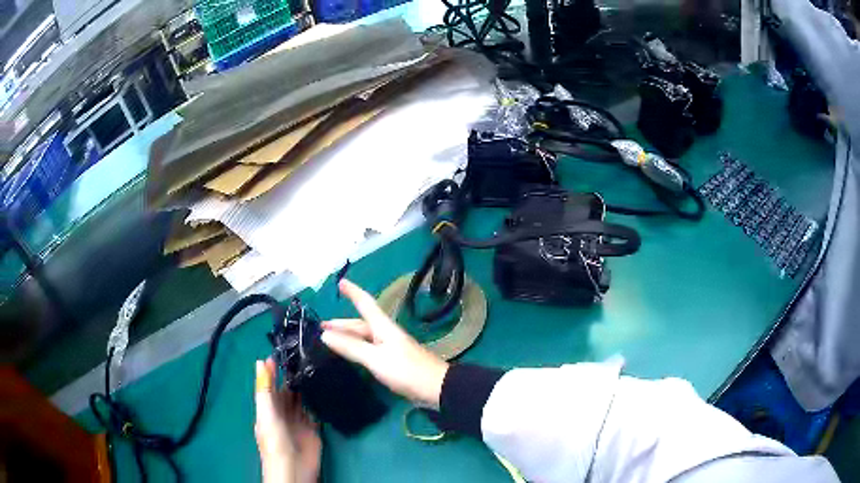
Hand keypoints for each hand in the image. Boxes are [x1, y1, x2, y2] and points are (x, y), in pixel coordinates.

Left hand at [255, 359, 320, 482]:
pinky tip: (323, 390)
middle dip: (292, 377)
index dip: (274, 371)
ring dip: (305, 388)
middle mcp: (282, 413)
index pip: (270, 385)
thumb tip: (261, 361)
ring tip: (314, 367)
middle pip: (287, 391)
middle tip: (303, 356)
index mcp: (268, 408)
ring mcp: (298, 421)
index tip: (282, 352)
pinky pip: (315, 412)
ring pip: (301, 400)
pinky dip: (317, 402)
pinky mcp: (313, 429)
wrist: (294, 467)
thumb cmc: (275, 440)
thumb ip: (265, 389)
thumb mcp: (266, 412)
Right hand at [321, 279, 449, 408]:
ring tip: (331, 340)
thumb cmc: (406, 370)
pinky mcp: (394, 361)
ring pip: (365, 337)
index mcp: (383, 327)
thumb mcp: (375, 358)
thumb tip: (325, 335)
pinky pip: (370, 349)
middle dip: (342, 323)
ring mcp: (391, 348)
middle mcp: (387, 334)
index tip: (340, 282)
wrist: (436, 388)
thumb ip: (351, 347)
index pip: (365, 303)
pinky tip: (352, 355)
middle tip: (322, 326)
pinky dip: (357, 349)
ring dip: (348, 336)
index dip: (353, 292)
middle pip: (361, 323)